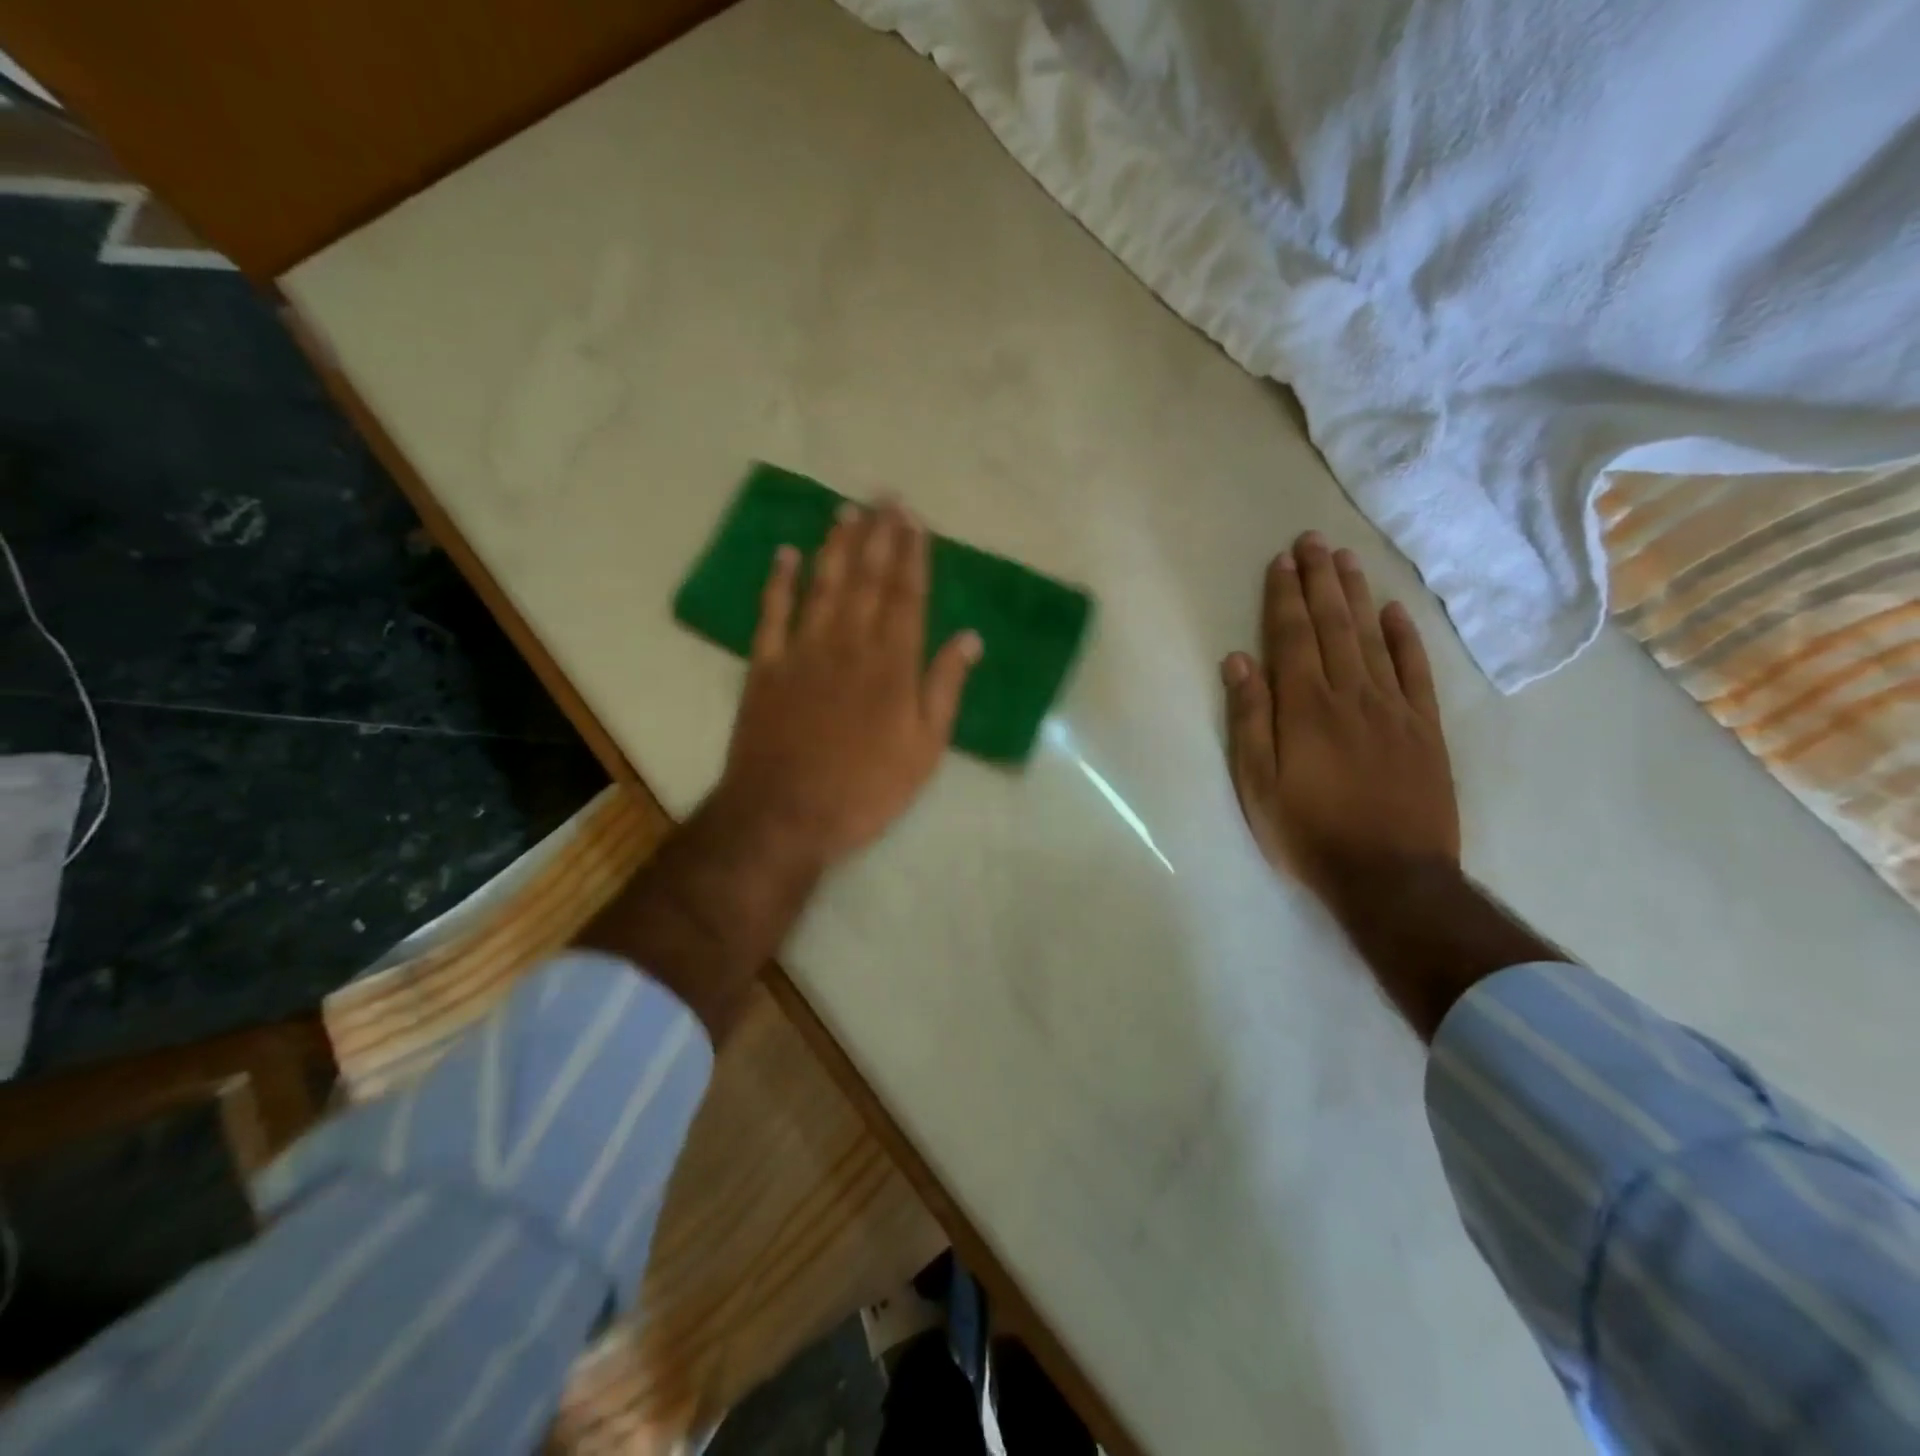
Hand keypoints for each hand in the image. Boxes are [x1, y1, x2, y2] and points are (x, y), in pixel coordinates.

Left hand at [715, 499, 981, 867]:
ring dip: (836, 546)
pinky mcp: (765, 666)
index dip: (913, 556)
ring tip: (847, 511)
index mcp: (893, 664)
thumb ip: (945, 688)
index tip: (916, 522)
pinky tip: (786, 553)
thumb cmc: (866, 788)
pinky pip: (771, 612)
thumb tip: (969, 638)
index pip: (907, 596)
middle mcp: (850, 644)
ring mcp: (803, 650)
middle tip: (885, 497)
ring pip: (823, 585)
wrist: (786, 814)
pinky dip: (778, 581)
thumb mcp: (925, 749)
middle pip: (867, 579)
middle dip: (879, 536)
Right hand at [1221, 531, 1459, 918]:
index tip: (1281, 561)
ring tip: (1346, 560)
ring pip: (1373, 638)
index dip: (1285, 597)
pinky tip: (1395, 611)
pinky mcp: (1424, 728)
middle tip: (1313, 541)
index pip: (1293, 637)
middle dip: (1320, 581)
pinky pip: (1415, 671)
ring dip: (1357, 595)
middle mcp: (1350, 695)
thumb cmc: (1309, 832)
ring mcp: (1393, 709)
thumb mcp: (1257, 784)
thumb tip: (1238, 662)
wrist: (1391, 876)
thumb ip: (1249, 720)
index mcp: (1305, 708)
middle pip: (1334, 626)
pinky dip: (1405, 637)